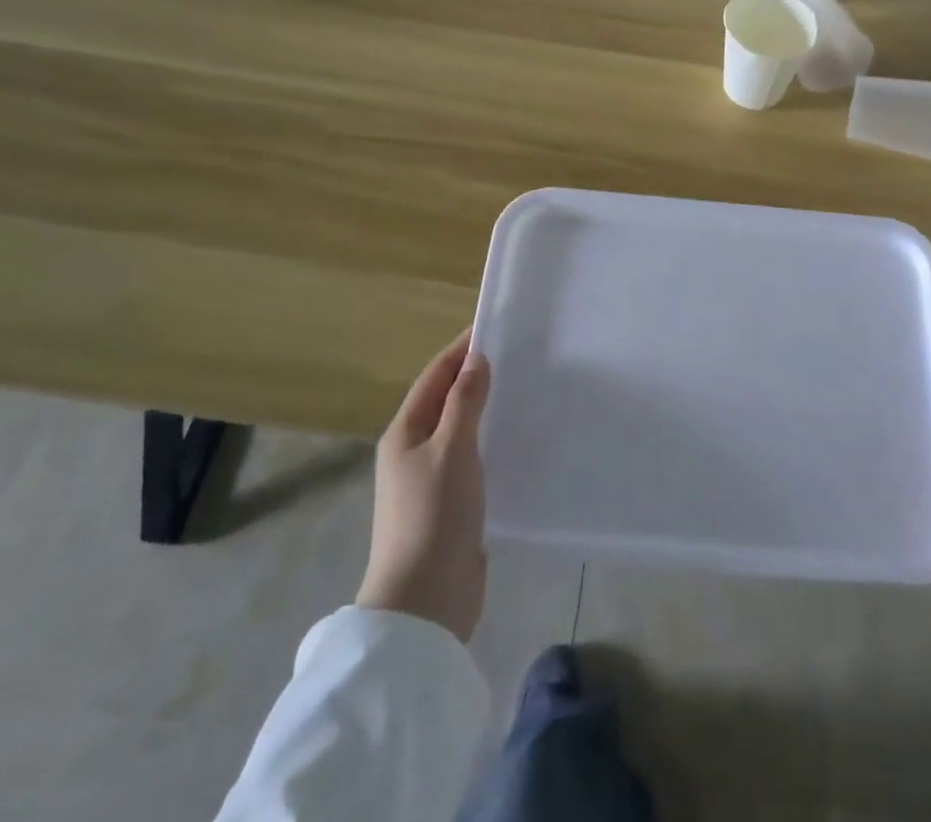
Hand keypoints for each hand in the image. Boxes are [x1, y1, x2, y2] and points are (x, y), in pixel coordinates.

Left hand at [356, 330, 490, 643]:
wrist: (425, 603)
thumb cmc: (433, 516)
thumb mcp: (451, 449)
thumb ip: (464, 402)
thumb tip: (476, 359)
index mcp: (404, 433)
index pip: (435, 376)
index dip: (461, 349)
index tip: (496, 326)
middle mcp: (414, 451)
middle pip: (447, 400)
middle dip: (477, 376)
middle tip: (520, 355)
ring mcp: (432, 480)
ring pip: (462, 429)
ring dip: (487, 409)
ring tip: (526, 390)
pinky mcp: (452, 505)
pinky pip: (474, 458)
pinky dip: (493, 441)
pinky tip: (520, 439)